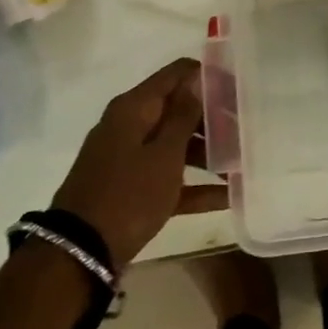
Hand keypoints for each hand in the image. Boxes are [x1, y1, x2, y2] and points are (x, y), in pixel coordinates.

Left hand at [52, 59, 228, 265]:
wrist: (80, 254)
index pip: (177, 74)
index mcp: (134, 108)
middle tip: (247, 130)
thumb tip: (196, 79)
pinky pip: (168, 177)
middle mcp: (130, 126)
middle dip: (214, 119)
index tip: (240, 89)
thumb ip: (183, 115)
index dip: (209, 76)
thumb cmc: (128, 195)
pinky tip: (227, 197)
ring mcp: (129, 157)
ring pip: (176, 144)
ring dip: (208, 153)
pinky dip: (194, 185)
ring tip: (242, 164)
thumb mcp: (164, 154)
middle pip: (179, 109)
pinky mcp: (131, 187)